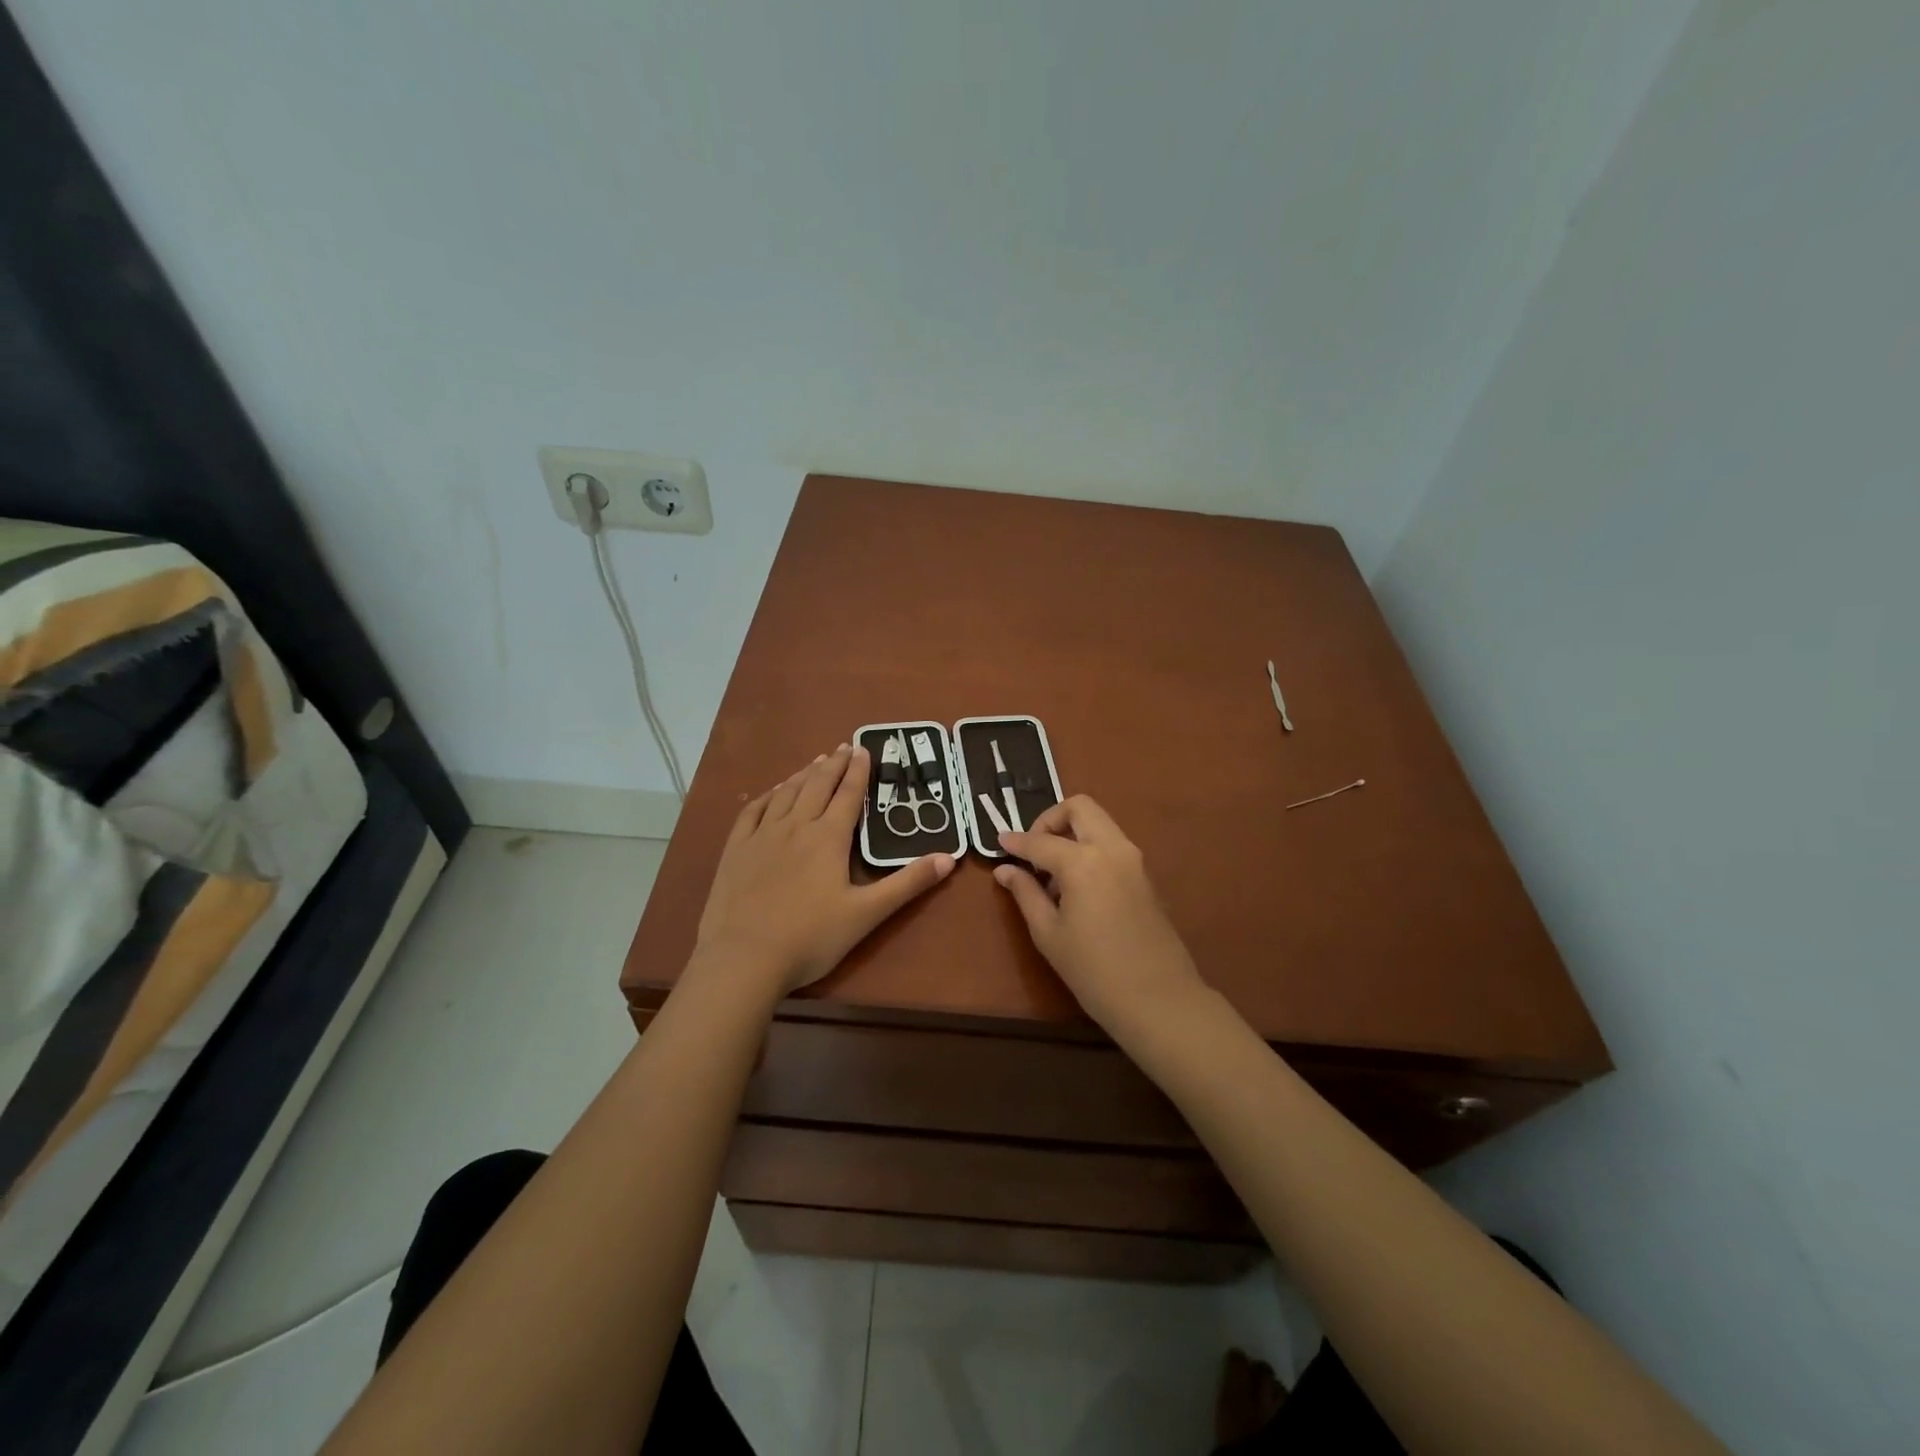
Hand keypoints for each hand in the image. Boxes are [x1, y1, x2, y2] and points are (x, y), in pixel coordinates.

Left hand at [695, 744, 954, 995]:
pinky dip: (768, 795)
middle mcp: (796, 826)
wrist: (744, 958)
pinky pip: (753, 811)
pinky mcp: (736, 850)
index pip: (848, 795)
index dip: (859, 771)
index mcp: (829, 838)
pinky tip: (772, 792)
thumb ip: (908, 884)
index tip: (864, 749)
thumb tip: (949, 858)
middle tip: (844, 747)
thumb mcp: (867, 914)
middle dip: (833, 764)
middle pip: (817, 786)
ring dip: (803, 774)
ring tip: (815, 761)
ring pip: (786, 793)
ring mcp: (762, 836)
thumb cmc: (811, 938)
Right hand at [996, 796, 1205, 1032]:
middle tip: (1033, 850)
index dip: (1016, 842)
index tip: (999, 844)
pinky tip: (1077, 887)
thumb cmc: (1094, 971)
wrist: (1159, 1000)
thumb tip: (1005, 870)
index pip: (1040, 841)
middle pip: (1080, 807)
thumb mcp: (1048, 934)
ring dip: (1072, 833)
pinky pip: (1112, 844)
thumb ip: (1025, 893)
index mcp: (1083, 862)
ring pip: (1099, 823)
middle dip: (1050, 819)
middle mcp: (1112, 848)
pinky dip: (1090, 849)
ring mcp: (1134, 860)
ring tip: (1052, 874)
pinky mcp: (1145, 875)